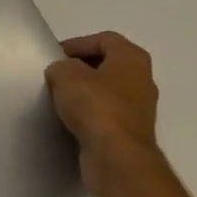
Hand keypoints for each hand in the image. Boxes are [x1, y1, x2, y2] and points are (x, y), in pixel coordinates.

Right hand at [45, 31, 166, 196]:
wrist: (116, 157)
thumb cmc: (96, 107)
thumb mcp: (66, 76)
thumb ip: (61, 67)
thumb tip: (62, 74)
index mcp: (132, 58)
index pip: (103, 39)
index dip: (77, 44)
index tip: (54, 56)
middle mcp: (142, 79)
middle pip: (107, 65)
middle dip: (80, 68)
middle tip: (55, 76)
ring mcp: (139, 108)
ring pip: (107, 91)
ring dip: (85, 93)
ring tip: (59, 99)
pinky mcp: (130, 132)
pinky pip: (106, 115)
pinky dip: (89, 115)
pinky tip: (70, 121)